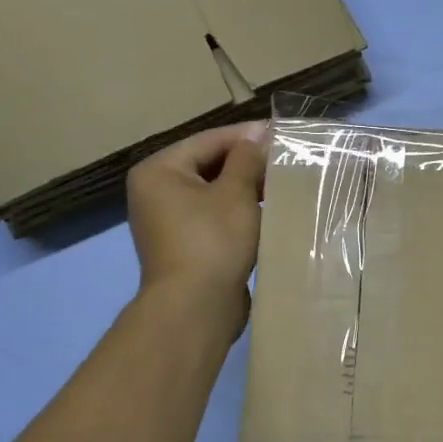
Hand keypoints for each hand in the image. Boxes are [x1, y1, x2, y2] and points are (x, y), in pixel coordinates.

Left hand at [126, 122, 269, 341]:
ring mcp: (168, 222)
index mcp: (159, 171)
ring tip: (283, 184)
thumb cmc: (213, 241)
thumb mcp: (236, 194)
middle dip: (247, 164)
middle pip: (209, 166)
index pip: (208, 141)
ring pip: (214, 194)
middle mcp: (156, 192)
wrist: (195, 308)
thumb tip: (259, 133)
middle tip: (286, 160)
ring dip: (246, 190)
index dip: (246, 136)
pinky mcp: (185, 246)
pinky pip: (215, 218)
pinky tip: (269, 213)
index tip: (281, 133)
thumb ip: (247, 159)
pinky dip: (239, 213)